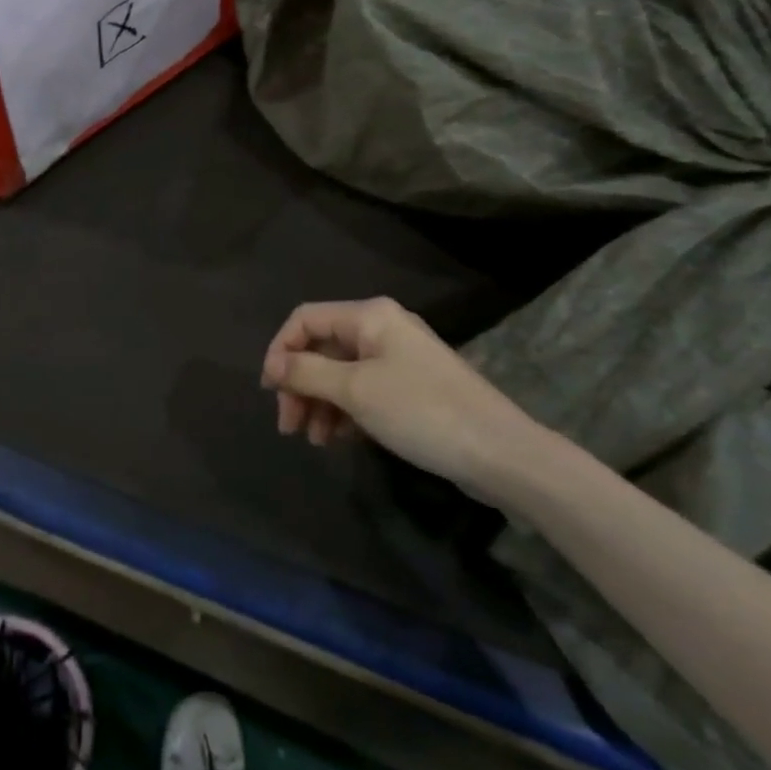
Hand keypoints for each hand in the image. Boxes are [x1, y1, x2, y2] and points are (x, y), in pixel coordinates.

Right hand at [260, 298, 552, 500]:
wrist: (500, 453)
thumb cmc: (421, 411)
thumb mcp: (355, 390)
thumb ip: (307, 373)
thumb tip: (273, 365)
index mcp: (369, 316)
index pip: (305, 319)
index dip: (280, 350)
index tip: (270, 390)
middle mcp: (382, 328)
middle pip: (321, 348)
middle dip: (299, 384)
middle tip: (288, 425)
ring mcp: (398, 359)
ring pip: (340, 373)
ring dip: (319, 403)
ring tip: (314, 440)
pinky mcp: (410, 388)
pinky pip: (363, 391)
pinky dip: (344, 411)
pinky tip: (339, 439)